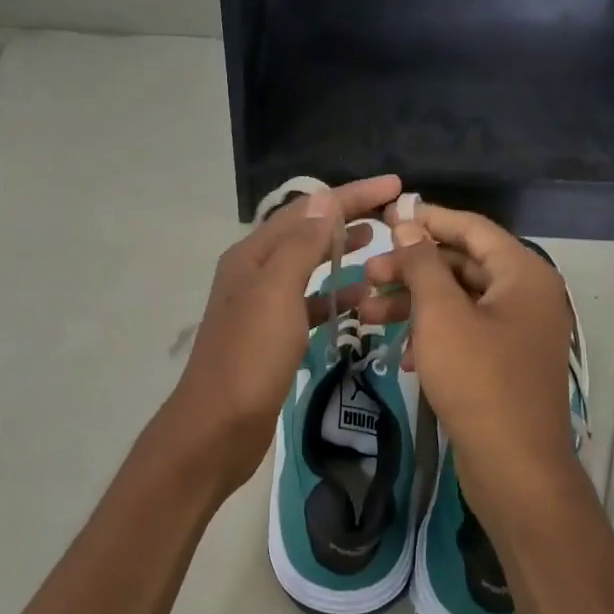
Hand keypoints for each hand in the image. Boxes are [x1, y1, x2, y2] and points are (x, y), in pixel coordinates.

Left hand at [154, 175, 402, 498]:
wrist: (218, 427)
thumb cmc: (249, 357)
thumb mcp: (276, 293)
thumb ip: (300, 245)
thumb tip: (325, 200)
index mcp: (253, 255)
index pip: (307, 211)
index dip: (351, 195)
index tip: (395, 185)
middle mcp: (255, 273)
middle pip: (306, 234)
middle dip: (347, 219)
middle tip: (392, 215)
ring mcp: (262, 307)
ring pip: (309, 269)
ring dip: (341, 255)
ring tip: (381, 247)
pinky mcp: (273, 337)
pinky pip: (309, 305)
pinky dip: (335, 298)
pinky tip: (363, 301)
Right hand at [360, 202, 580, 518]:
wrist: (515, 467)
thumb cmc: (478, 380)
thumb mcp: (441, 315)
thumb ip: (422, 264)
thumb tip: (408, 223)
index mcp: (523, 274)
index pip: (472, 228)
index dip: (428, 219)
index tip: (387, 218)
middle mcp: (526, 295)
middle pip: (462, 265)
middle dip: (412, 269)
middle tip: (368, 275)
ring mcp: (518, 332)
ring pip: (459, 301)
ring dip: (415, 304)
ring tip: (368, 314)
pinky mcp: (505, 363)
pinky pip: (466, 333)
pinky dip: (434, 335)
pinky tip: (405, 354)